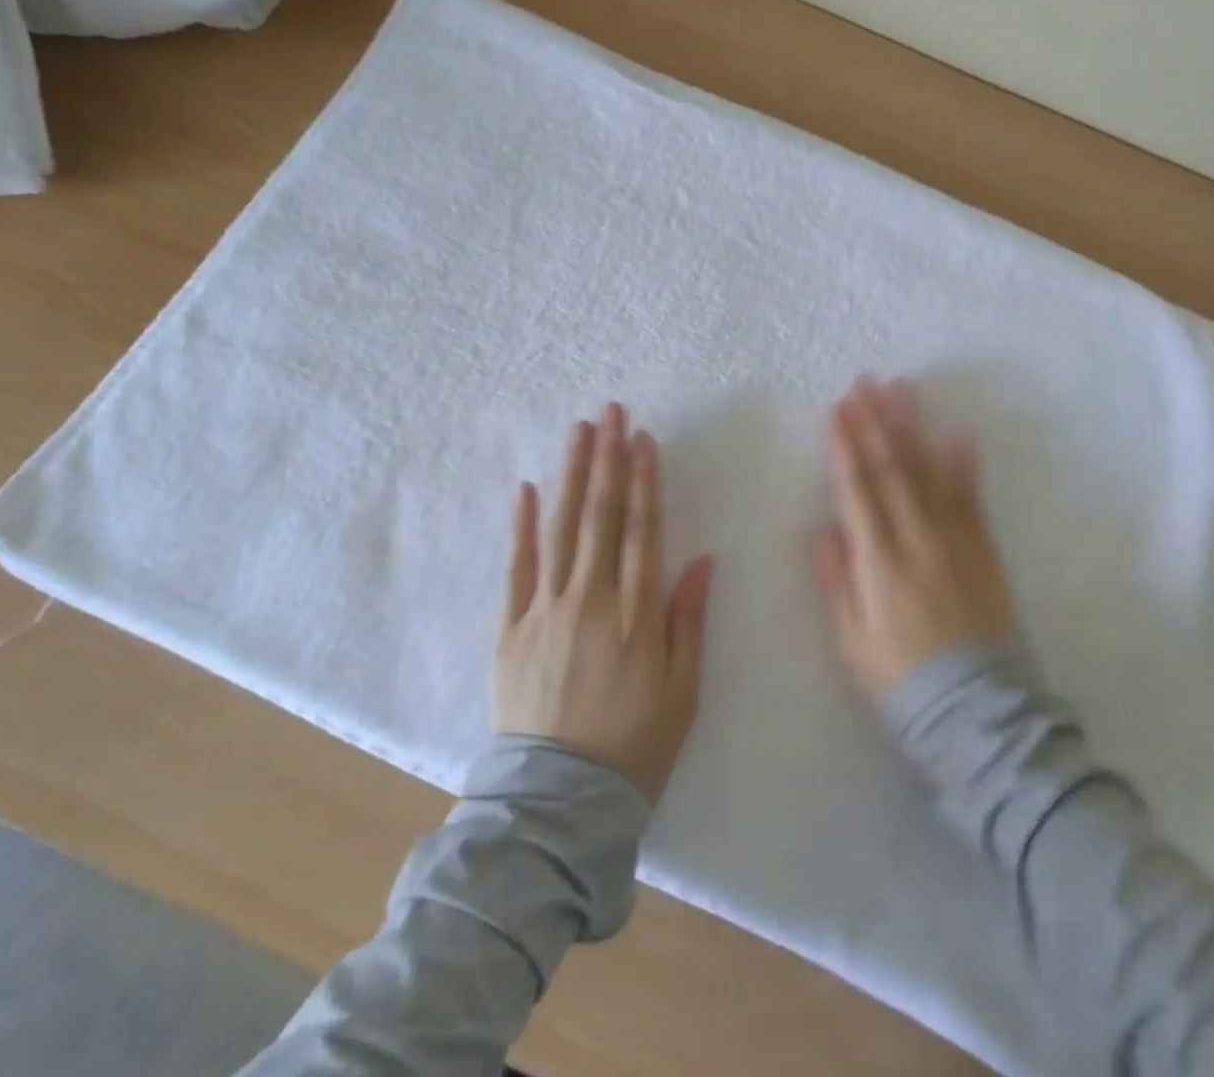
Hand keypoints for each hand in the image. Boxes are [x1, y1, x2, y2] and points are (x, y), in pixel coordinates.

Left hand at [494, 404, 713, 800]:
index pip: (642, 529)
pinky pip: (517, 568)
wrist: (558, 801)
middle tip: (611, 412)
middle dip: (608, 459)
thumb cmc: (635, 743)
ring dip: (571, 475)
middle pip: (602, 516)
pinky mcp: (511, 628)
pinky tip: (526, 488)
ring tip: (579, 431)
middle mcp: (591, 598)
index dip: (645, 480)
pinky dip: (521, 527)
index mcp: (637, 612)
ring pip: (562, 528)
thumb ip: (689, 619)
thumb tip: (701, 558)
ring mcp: (546, 610)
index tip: (644, 439)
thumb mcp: (684, 688)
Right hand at [811, 377, 1017, 698]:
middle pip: (893, 468)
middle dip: (876, 421)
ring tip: (903, 390)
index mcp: (879, 561)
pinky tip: (958, 431)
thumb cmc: (901, 681)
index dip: (846, 446)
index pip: (858, 489)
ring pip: (929, 472)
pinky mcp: (983, 550)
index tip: (839, 409)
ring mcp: (955, 540)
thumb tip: (821, 528)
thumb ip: (836, 581)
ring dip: (913, 428)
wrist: (978, 711)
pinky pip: (971, 497)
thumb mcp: (852, 642)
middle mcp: (917, 539)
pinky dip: (964, 462)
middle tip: (866, 382)